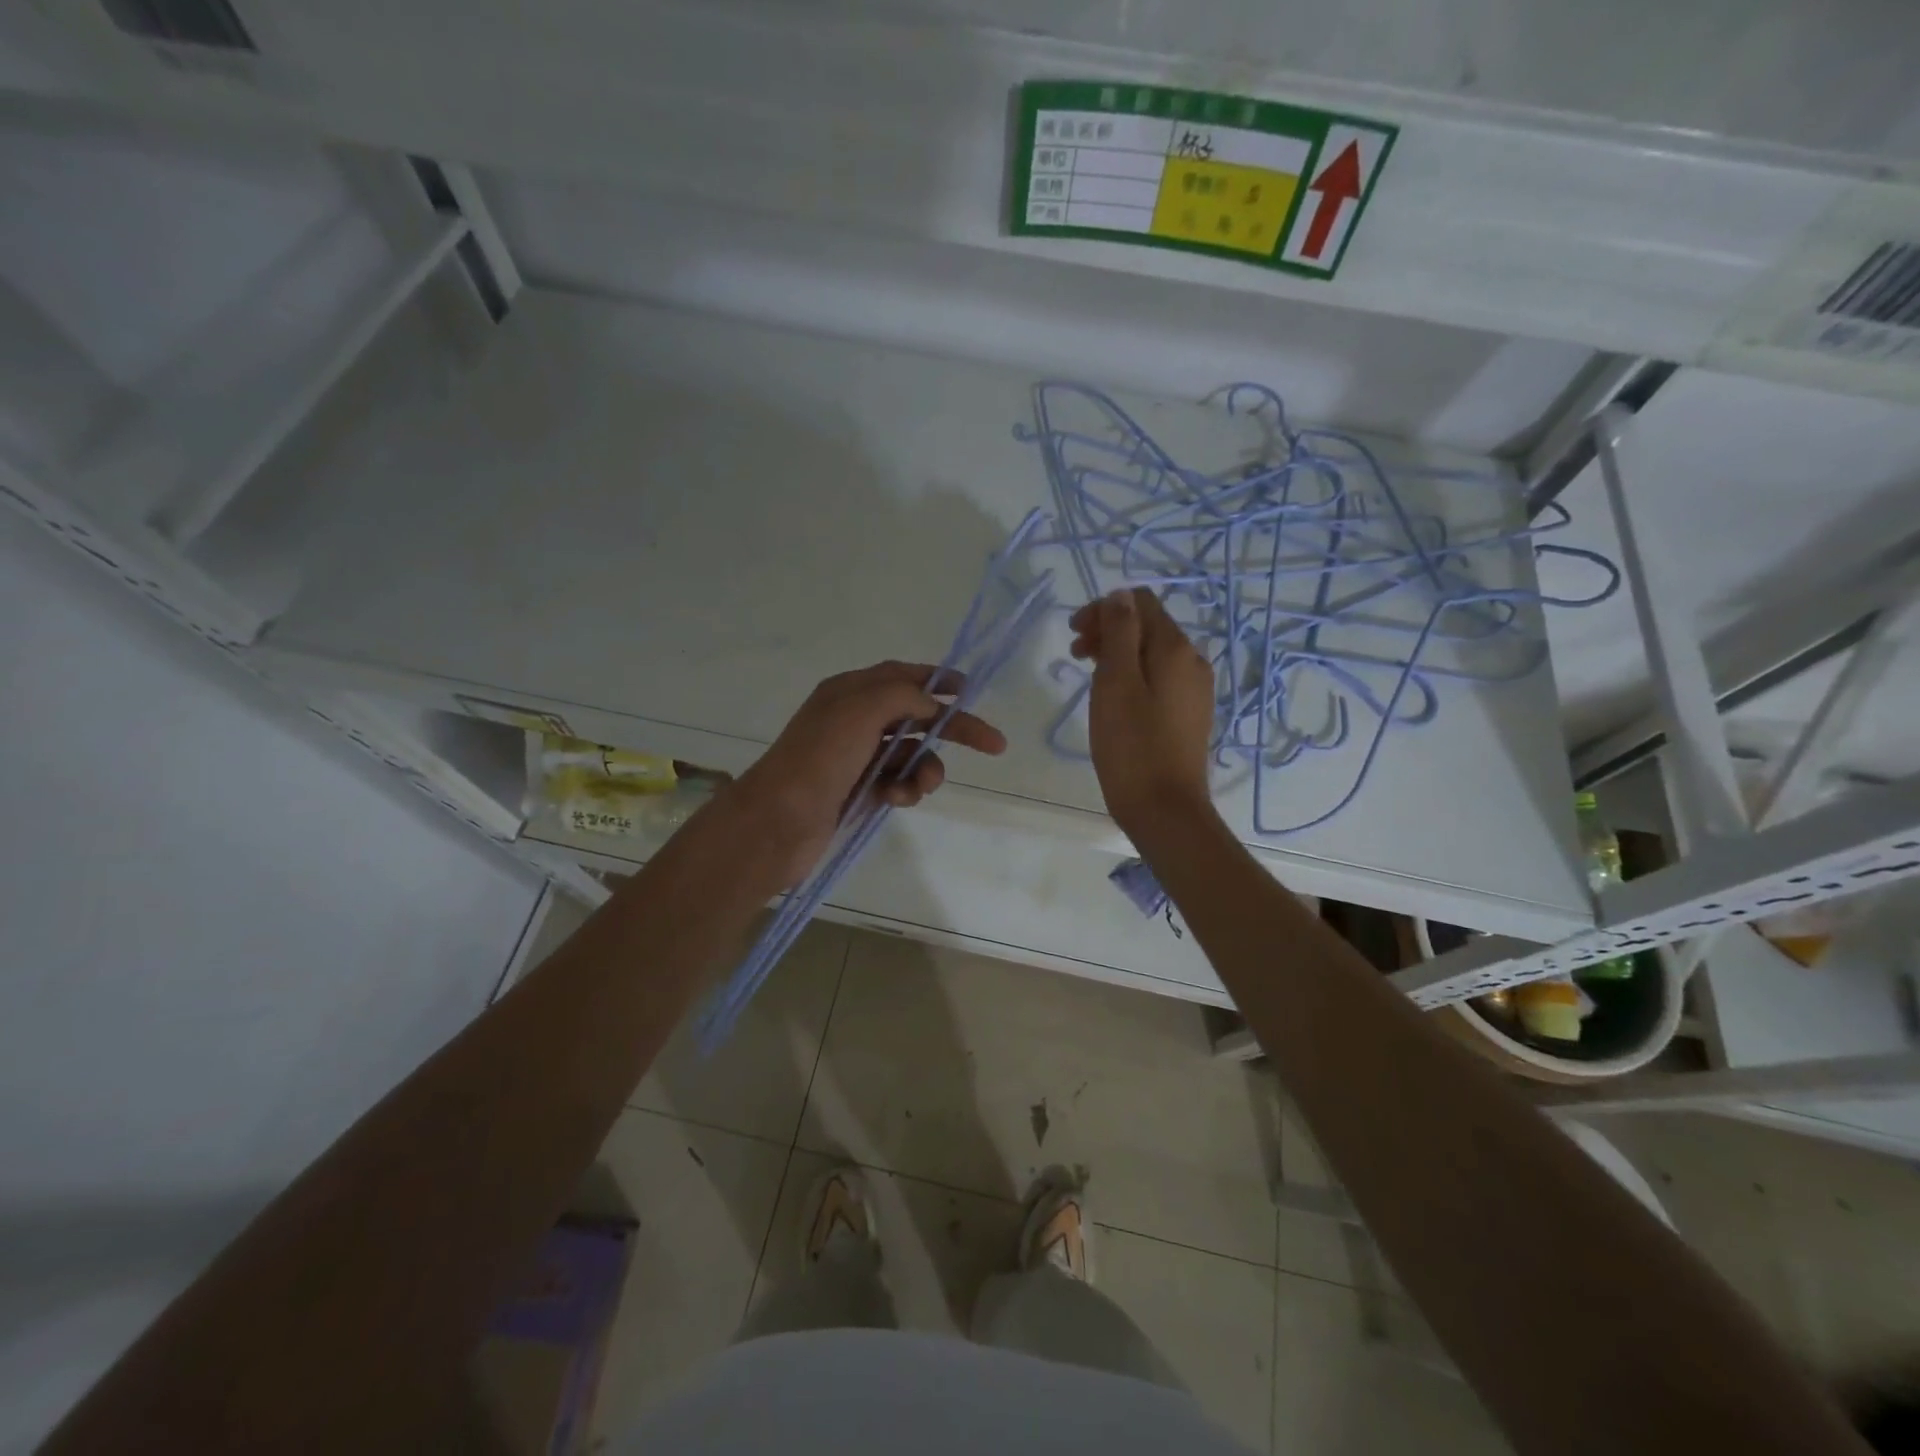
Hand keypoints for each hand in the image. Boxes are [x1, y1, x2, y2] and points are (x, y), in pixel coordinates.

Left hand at [730, 661, 1007, 884]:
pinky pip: (896, 782)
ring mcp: (856, 757)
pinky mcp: (858, 790)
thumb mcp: (860, 710)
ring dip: (925, 768)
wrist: (778, 822)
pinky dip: (904, 789)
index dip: (937, 680)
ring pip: (910, 754)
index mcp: (850, 692)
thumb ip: (902, 696)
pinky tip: (896, 799)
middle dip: (952, 729)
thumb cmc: (819, 759)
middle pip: (915, 716)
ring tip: (923, 786)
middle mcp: (854, 720)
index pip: (902, 676)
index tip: (970, 691)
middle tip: (993, 744)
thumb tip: (930, 704)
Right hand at [1069, 588, 1216, 836]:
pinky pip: (1159, 679)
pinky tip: (1114, 701)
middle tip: (1076, 656)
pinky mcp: (1189, 714)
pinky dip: (1132, 676)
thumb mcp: (1116, 682)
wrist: (1165, 809)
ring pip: (1152, 654)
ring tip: (1089, 678)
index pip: (1140, 603)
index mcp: (1175, 648)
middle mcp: (1192, 661)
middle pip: (1148, 626)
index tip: (1075, 635)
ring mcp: (1195, 689)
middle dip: (1109, 631)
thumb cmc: (1132, 745)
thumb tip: (1120, 595)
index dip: (1104, 610)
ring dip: (1118, 654)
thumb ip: (1120, 632)